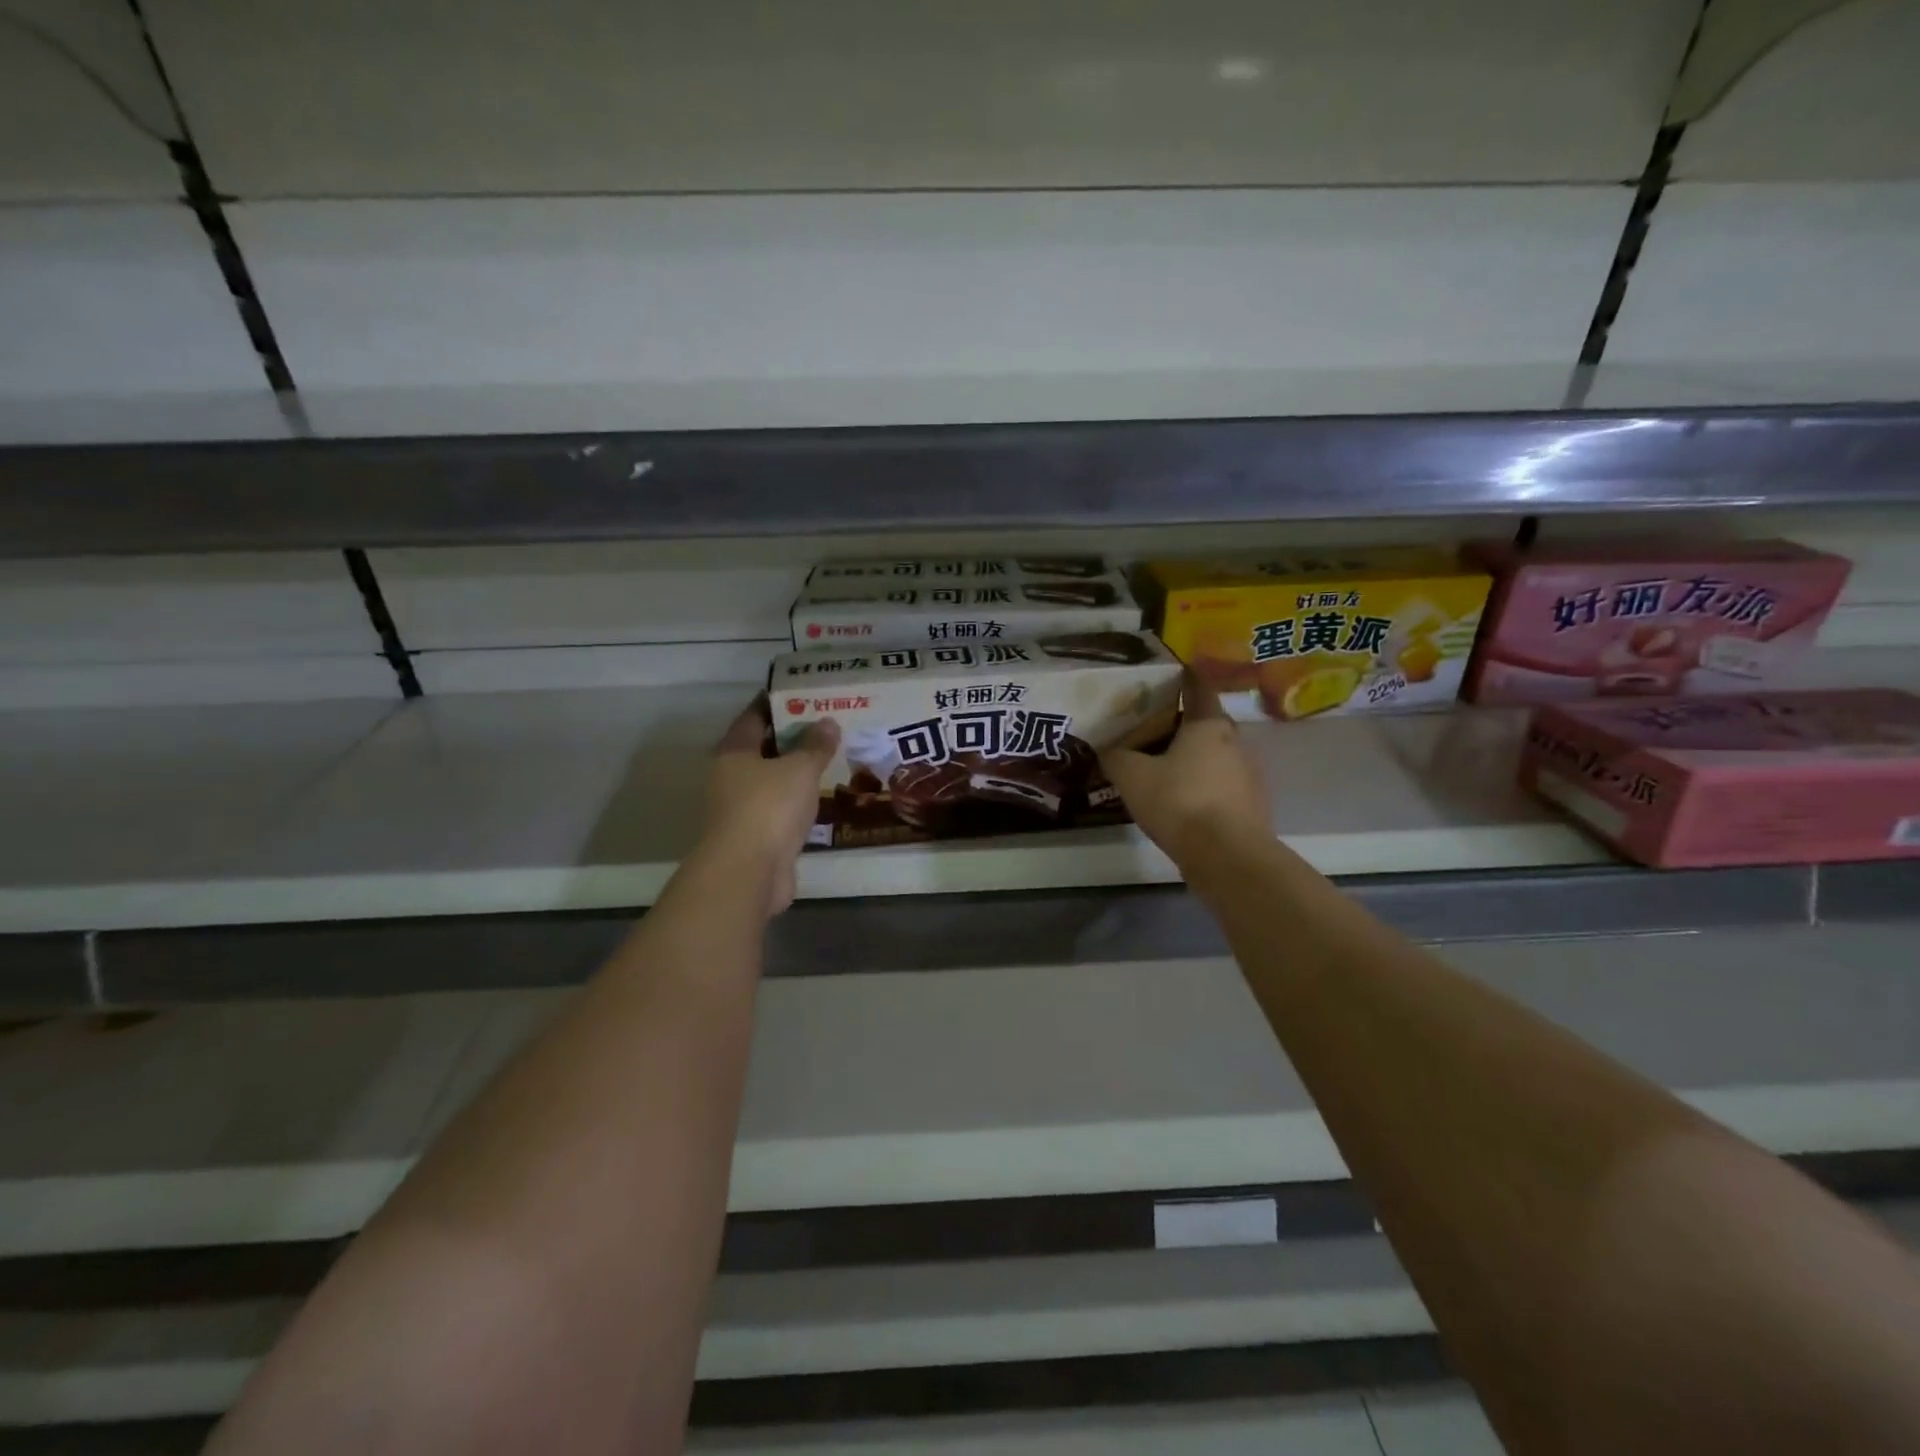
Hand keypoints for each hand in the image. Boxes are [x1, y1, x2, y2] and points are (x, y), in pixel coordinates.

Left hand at [698, 697, 839, 915]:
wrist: (748, 873)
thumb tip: (828, 722)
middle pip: (763, 749)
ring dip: (795, 772)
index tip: (801, 694)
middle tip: (826, 725)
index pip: (754, 717)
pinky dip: (798, 802)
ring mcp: (741, 810)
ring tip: (830, 758)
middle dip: (791, 738)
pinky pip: (780, 809)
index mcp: (734, 753)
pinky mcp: (756, 837)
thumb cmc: (769, 808)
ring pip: (772, 782)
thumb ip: (815, 746)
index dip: (776, 703)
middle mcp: (731, 778)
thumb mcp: (799, 769)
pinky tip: (821, 797)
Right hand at [1099, 674, 1270, 868]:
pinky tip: (1178, 801)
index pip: (1197, 687)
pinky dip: (1200, 786)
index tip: (1165, 674)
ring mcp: (1247, 775)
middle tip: (1148, 728)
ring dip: (1191, 758)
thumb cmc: (1180, 802)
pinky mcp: (1249, 806)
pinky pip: (1219, 785)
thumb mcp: (1132, 775)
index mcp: (1209, 724)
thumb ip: (1116, 756)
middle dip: (1179, 724)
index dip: (1182, 677)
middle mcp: (1235, 742)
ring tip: (1159, 768)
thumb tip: (1108, 749)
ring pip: (1213, 756)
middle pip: (1205, 723)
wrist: (1227, 857)